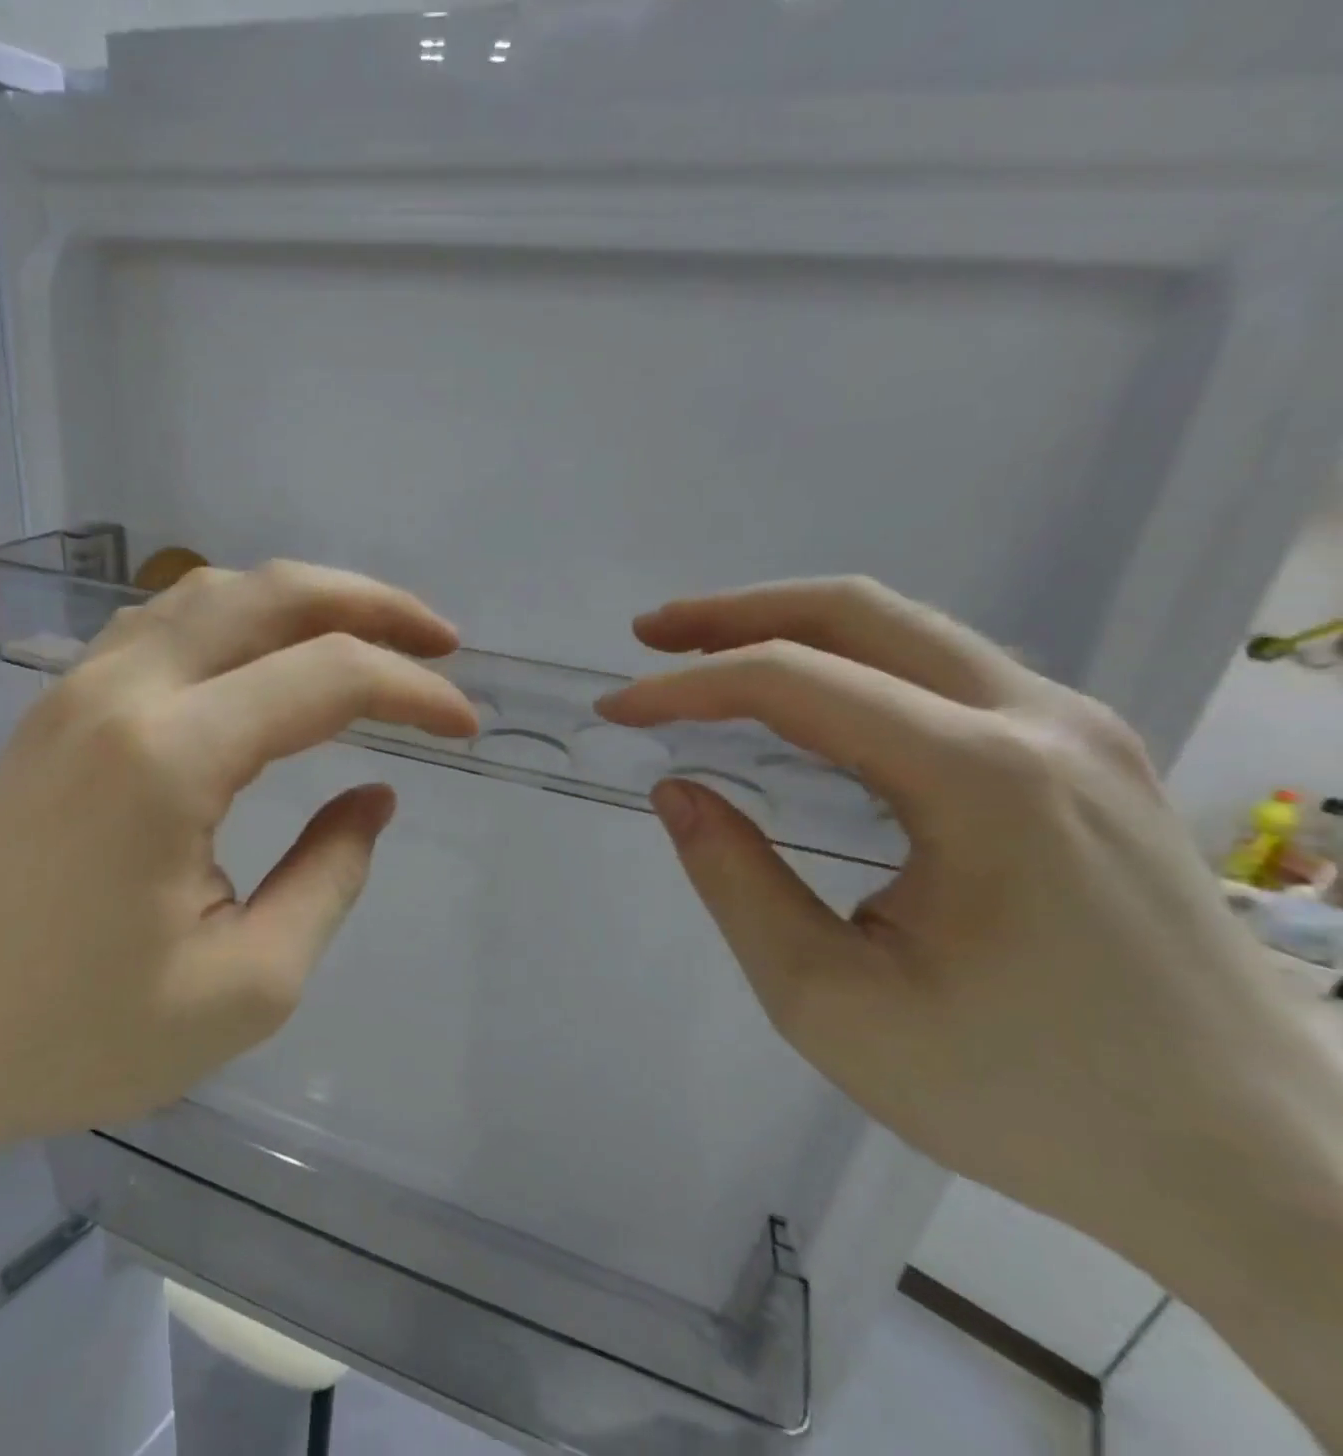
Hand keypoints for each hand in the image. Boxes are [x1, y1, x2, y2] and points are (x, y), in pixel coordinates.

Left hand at [0, 562, 477, 1182]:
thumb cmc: (72, 1034)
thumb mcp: (244, 987)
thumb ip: (328, 879)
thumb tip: (372, 800)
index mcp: (172, 757)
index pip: (328, 678)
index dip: (414, 691)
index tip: (465, 725)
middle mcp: (125, 691)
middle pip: (270, 593)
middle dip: (371, 604)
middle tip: (439, 640)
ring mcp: (80, 688)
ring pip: (211, 593)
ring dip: (302, 599)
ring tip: (366, 636)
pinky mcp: (58, 706)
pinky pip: (164, 623)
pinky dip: (237, 618)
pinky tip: (265, 655)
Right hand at [598, 578, 1339, 1249]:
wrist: (1257, 1169)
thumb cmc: (1024, 1095)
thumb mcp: (832, 1003)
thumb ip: (737, 883)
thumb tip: (681, 791)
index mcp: (978, 777)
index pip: (794, 684)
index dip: (686, 687)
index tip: (617, 711)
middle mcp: (1037, 722)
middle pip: (858, 613)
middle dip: (736, 613)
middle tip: (652, 634)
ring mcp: (1077, 731)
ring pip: (907, 630)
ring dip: (794, 628)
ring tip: (709, 653)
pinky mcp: (1088, 758)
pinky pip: (945, 672)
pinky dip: (852, 664)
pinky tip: (810, 701)